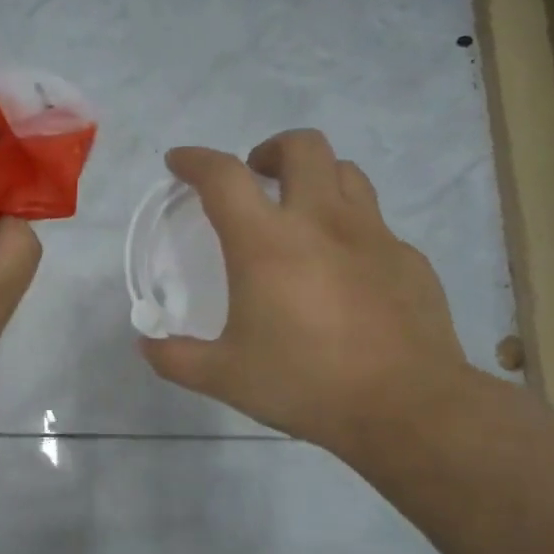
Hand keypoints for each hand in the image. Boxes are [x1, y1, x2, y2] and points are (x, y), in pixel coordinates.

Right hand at [138, 128, 471, 455]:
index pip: (223, 177)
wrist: (406, 408)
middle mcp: (321, 222)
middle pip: (301, 146)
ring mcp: (372, 235)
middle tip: (254, 180)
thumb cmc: (305, 383)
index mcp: (266, 243)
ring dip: (314, 178)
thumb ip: (175, 358)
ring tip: (299, 211)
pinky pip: (374, 223)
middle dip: (269, 151)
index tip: (179, 163)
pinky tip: (342, 269)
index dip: (195, 160)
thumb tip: (146, 346)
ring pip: (345, 173)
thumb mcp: (223, 377)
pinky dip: (349, 228)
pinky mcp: (407, 258)